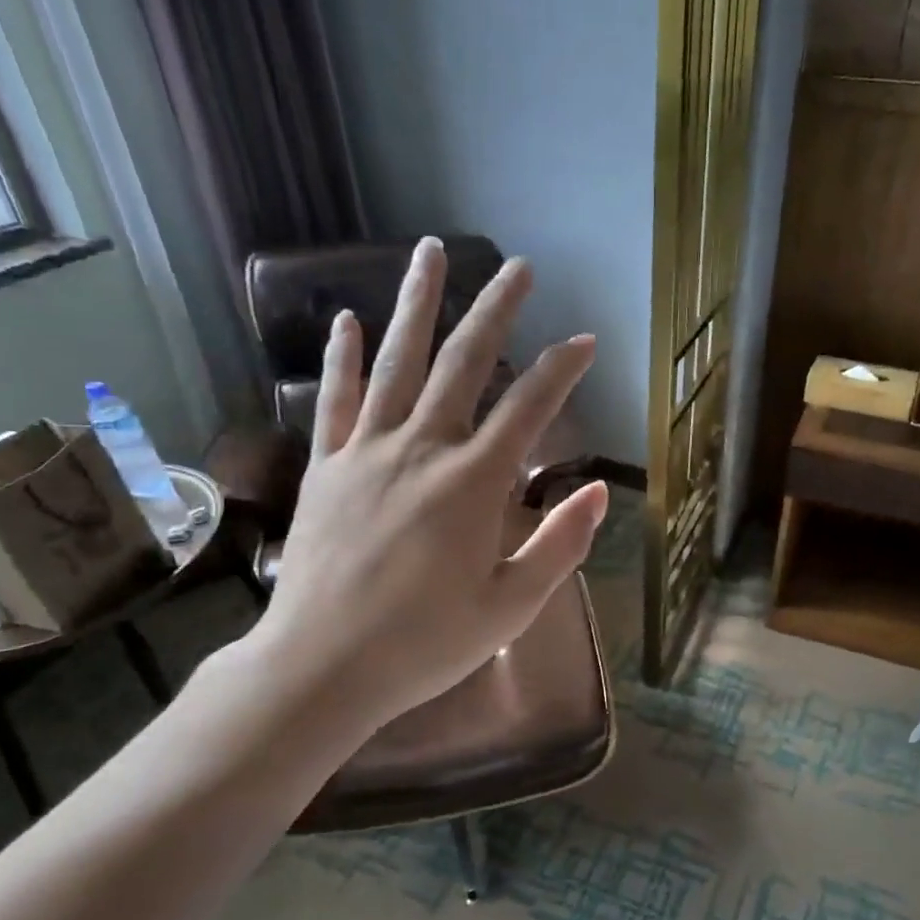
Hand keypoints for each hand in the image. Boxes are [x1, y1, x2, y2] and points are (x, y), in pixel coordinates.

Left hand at [249, 236, 606, 734]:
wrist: (323, 667)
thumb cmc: (426, 644)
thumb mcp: (511, 606)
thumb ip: (559, 544)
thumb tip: (596, 490)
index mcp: (473, 484)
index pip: (529, 408)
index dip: (562, 369)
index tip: (585, 340)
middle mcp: (422, 450)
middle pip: (463, 363)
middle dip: (496, 310)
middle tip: (518, 267)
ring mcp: (367, 452)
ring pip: (397, 362)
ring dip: (418, 304)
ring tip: (431, 252)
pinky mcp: (326, 467)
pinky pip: (336, 400)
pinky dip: (343, 357)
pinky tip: (349, 321)